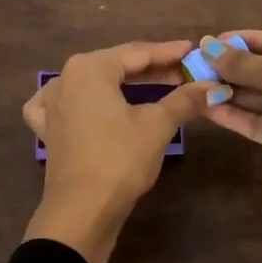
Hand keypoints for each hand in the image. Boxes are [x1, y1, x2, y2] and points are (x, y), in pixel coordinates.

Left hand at [22, 40, 225, 262]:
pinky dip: (83, 102)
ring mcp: (52, 104)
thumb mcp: (157, 126)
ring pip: (94, 85)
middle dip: (151, 70)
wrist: (82, 211)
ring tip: (154, 88)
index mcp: (90, 68)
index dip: (169, 52)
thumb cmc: (120, 160)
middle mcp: (65, 78)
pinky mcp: (49, 130)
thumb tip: (212, 85)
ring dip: (124, 86)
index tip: (193, 51)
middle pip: (115, 66)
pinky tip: (89, 105)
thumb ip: (184, 100)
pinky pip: (67, 105)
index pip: (137, 53)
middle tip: (184, 73)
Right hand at [203, 30, 261, 262]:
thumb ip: (244, 63)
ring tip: (195, 87)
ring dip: (230, 93)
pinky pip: (259, 122)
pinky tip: (208, 108)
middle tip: (198, 67)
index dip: (248, 40)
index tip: (214, 43)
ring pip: (261, 99)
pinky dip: (236, 115)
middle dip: (234, 69)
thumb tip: (208, 47)